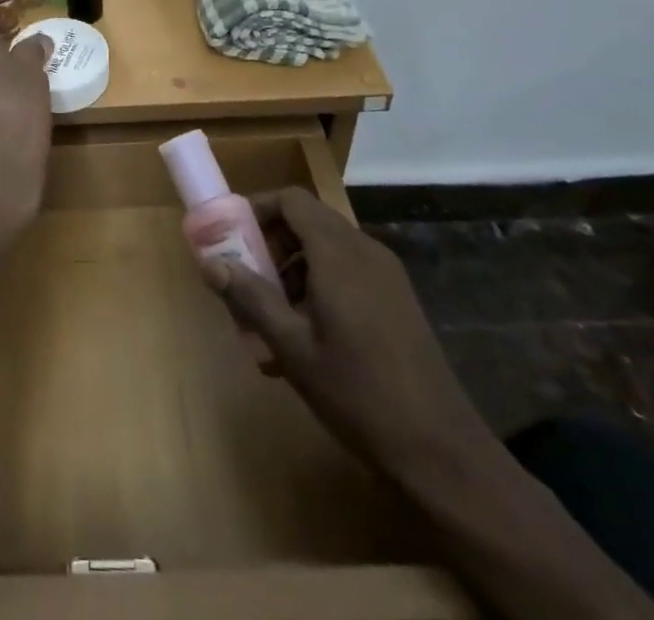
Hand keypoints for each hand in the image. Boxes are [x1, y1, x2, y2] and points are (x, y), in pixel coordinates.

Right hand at [201, 188, 486, 470]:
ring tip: (273, 320)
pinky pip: (348, 271)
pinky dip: (320, 286)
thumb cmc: (358, 395)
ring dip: (293, 270)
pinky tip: (308, 339)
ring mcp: (387, 275)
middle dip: (271, 244)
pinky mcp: (398, 300)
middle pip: (307, 221)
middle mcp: (364, 251)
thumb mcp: (292, 348)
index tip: (232, 239)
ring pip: (326, 248)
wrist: (443, 453)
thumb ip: (250, 298)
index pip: (291, 200)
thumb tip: (210, 263)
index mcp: (338, 253)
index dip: (257, 209)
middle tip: (248, 282)